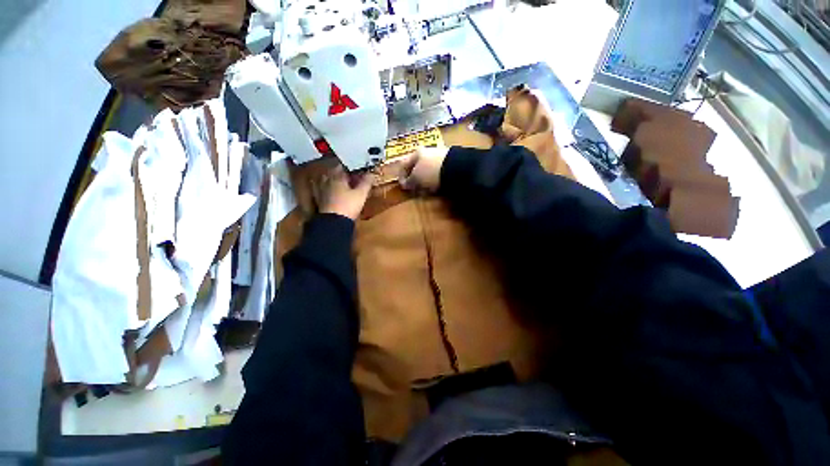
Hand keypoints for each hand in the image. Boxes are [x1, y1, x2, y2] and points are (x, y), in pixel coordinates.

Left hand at [320, 166, 374, 219]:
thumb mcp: (361, 194)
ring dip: (334, 181)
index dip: (352, 168)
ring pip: (327, 181)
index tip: (358, 170)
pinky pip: (324, 191)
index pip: (344, 167)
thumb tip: (370, 174)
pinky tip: (333, 195)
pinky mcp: (319, 201)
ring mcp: (321, 191)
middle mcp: (327, 181)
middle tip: (351, 177)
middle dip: (343, 174)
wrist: (333, 222)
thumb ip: (366, 183)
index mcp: (337, 177)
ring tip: (343, 185)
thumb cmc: (348, 205)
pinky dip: (329, 190)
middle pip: (334, 173)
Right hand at [398, 146, 449, 192]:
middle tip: (413, 188)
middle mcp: (427, 152)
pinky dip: (434, 180)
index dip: (401, 176)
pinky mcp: (449, 163)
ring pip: (427, 170)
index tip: (402, 186)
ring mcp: (439, 156)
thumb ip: (409, 181)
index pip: (404, 164)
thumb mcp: (416, 178)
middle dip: (414, 178)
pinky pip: (437, 173)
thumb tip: (405, 184)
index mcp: (417, 152)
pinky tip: (436, 186)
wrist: (455, 168)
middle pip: (416, 166)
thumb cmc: (430, 171)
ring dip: (424, 180)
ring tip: (425, 189)